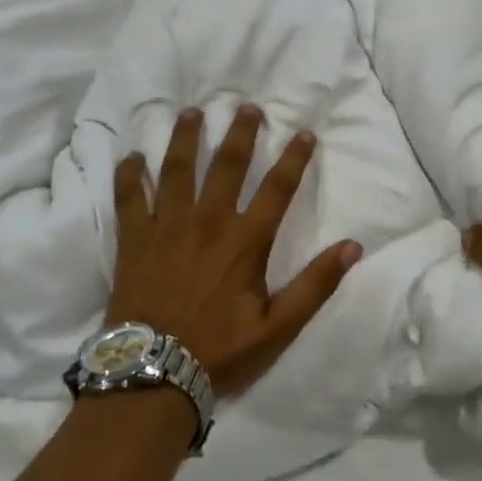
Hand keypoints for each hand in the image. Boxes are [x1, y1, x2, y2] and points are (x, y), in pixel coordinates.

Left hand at [108, 105, 360, 397]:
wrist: (153, 374)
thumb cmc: (220, 350)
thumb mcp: (278, 326)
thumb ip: (315, 284)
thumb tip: (353, 247)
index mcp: (245, 240)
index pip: (277, 188)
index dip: (294, 158)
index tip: (305, 132)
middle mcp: (208, 222)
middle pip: (227, 165)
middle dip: (239, 132)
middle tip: (246, 106)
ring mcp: (166, 227)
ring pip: (177, 170)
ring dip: (185, 138)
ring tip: (191, 112)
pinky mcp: (134, 240)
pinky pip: (128, 198)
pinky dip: (129, 175)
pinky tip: (132, 157)